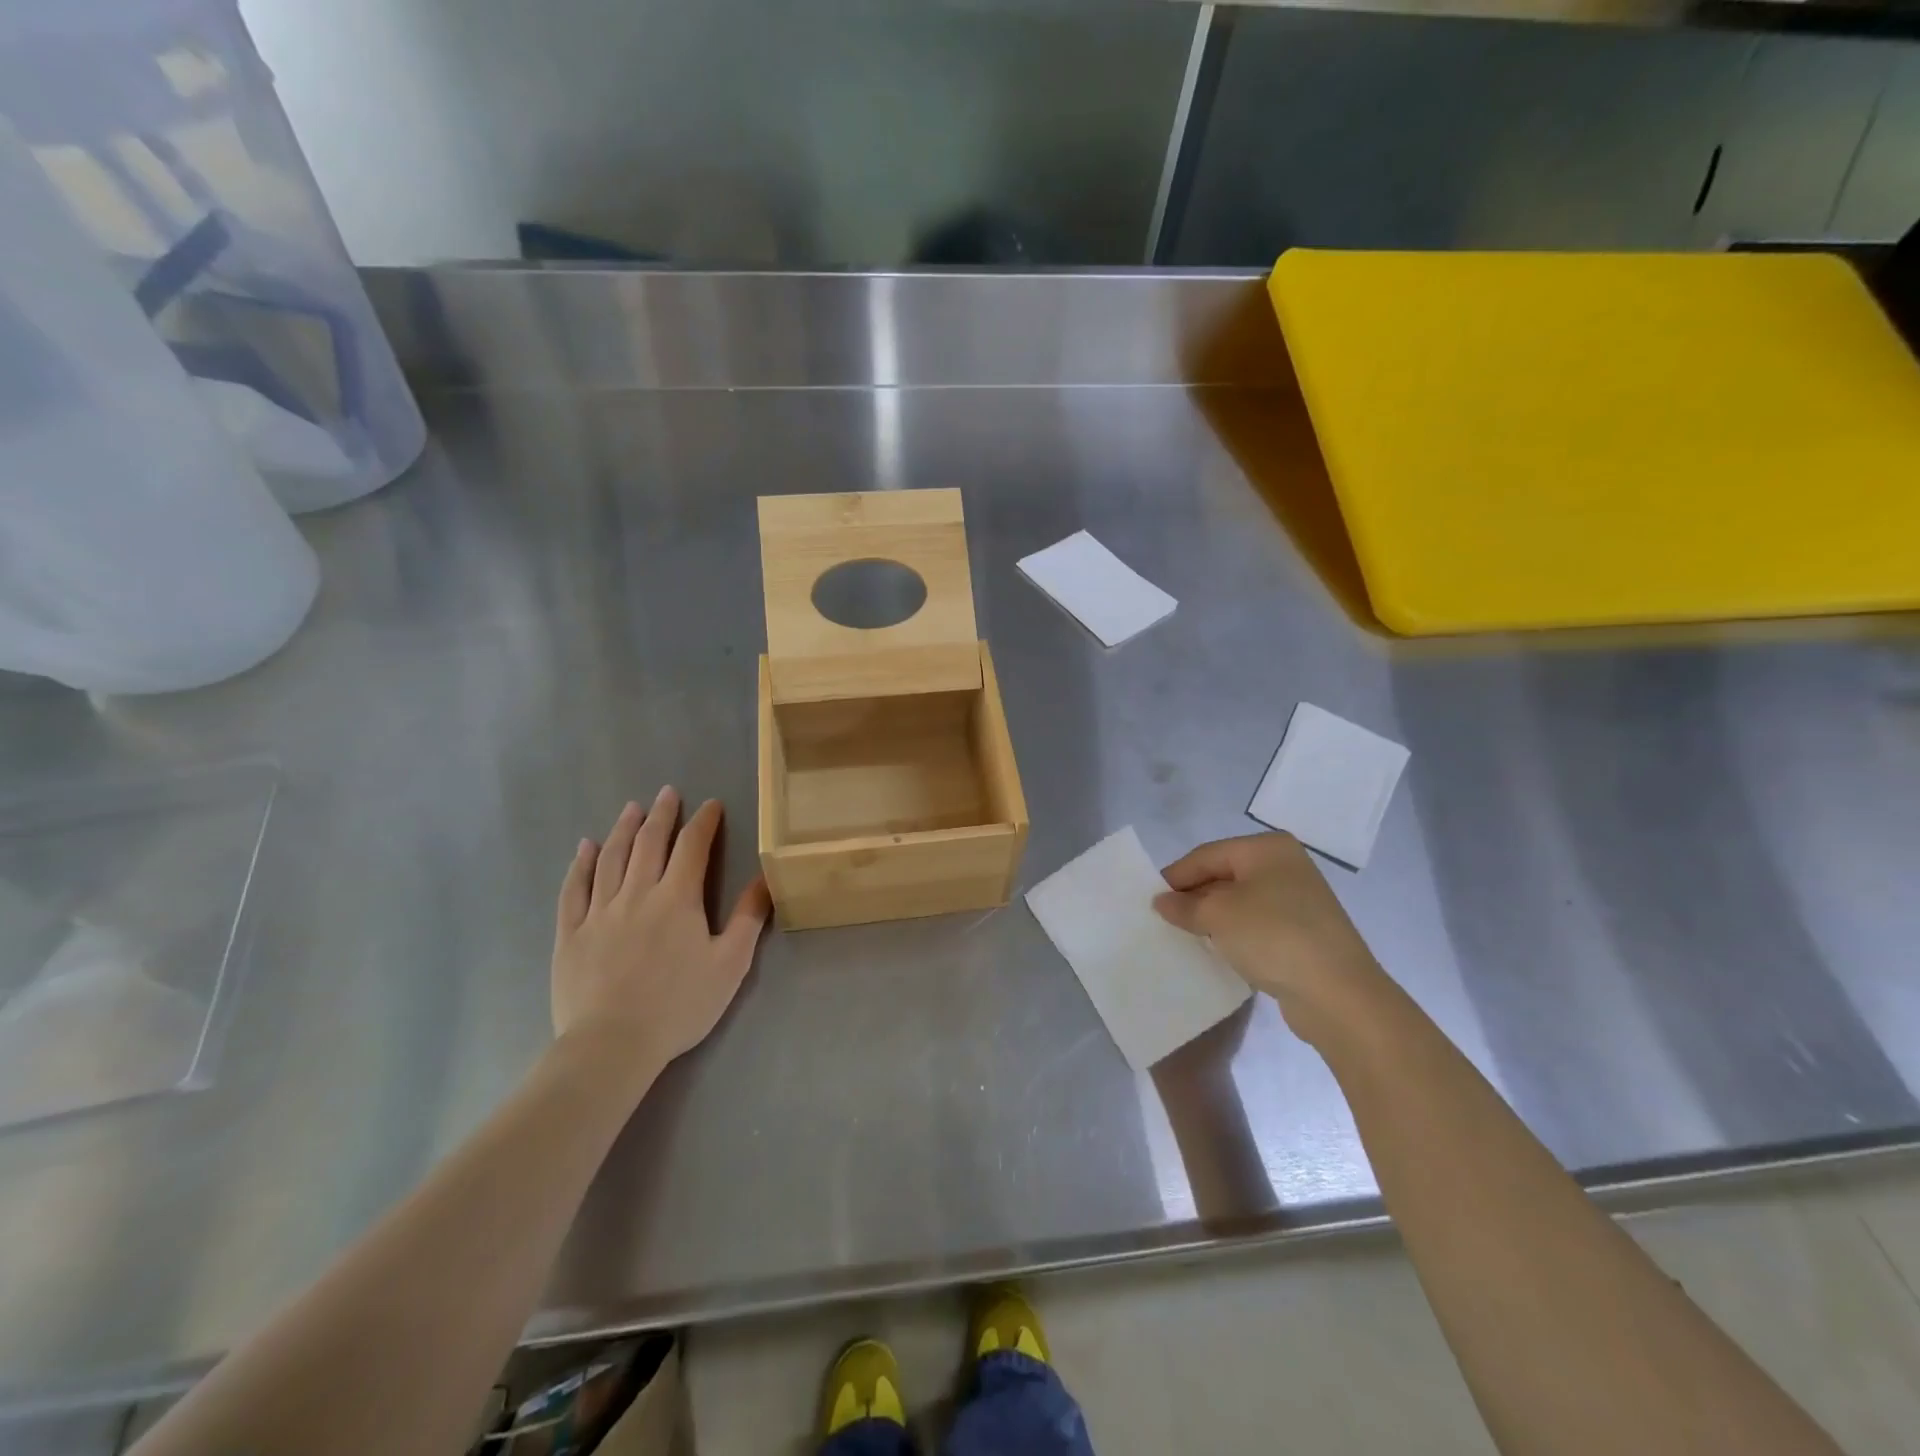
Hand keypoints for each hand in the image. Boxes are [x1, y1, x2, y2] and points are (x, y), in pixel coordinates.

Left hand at [552, 788, 770, 1080]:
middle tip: (668, 792)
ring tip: (631, 808)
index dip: (703, 822)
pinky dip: (580, 864)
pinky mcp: (571, 933)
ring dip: (623, 829)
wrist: (611, 1045)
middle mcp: (637, 893)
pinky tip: (585, 847)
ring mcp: (599, 911)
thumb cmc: (679, 1006)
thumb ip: (749, 918)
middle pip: (649, 843)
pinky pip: (574, 888)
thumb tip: (765, 878)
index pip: (692, 847)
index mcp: (678, 899)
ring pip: (611, 858)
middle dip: (662, 814)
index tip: (711, 804)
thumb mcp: (730, 965)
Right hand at [1153, 832, 1390, 1044]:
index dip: (1176, 876)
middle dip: (1194, 896)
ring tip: (1185, 935)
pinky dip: (1234, 933)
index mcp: (1267, 849)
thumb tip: (1162, 902)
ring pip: (1240, 901)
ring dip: (1212, 917)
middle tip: (1164, 918)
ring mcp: (1298, 900)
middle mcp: (1285, 866)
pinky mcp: (1303, 932)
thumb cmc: (1273, 936)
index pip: (1207, 855)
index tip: (1150, 899)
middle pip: (1224, 875)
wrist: (1338, 995)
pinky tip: (1218, 950)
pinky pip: (1257, 924)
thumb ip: (1185, 905)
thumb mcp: (1218, 915)